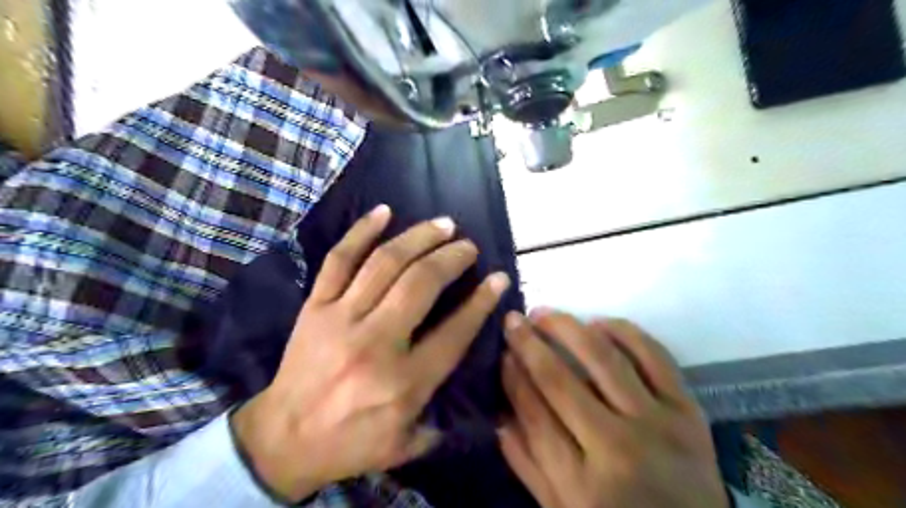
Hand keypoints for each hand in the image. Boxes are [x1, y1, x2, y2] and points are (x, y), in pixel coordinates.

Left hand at [230, 204, 507, 502]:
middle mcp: (376, 343)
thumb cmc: (349, 442)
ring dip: (419, 238)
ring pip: (385, 263)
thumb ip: (441, 417)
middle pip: (421, 285)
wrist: (281, 440)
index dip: (481, 301)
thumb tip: (469, 389)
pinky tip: (384, 211)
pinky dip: (361, 232)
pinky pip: (339, 260)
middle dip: (451, 258)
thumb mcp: (403, 444)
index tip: (498, 278)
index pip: (454, 331)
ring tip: (443, 224)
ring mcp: (341, 318)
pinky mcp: (315, 306)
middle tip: (468, 246)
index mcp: (404, 381)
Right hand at [498, 311, 727, 507]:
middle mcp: (616, 448)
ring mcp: (657, 424)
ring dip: (568, 328)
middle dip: (528, 344)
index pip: (533, 413)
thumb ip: (527, 465)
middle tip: (514, 320)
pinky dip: (624, 332)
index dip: (512, 376)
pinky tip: (598, 323)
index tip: (501, 351)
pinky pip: (653, 355)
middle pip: (559, 380)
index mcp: (580, 484)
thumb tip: (500, 413)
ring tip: (545, 314)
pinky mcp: (688, 409)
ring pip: (603, 358)